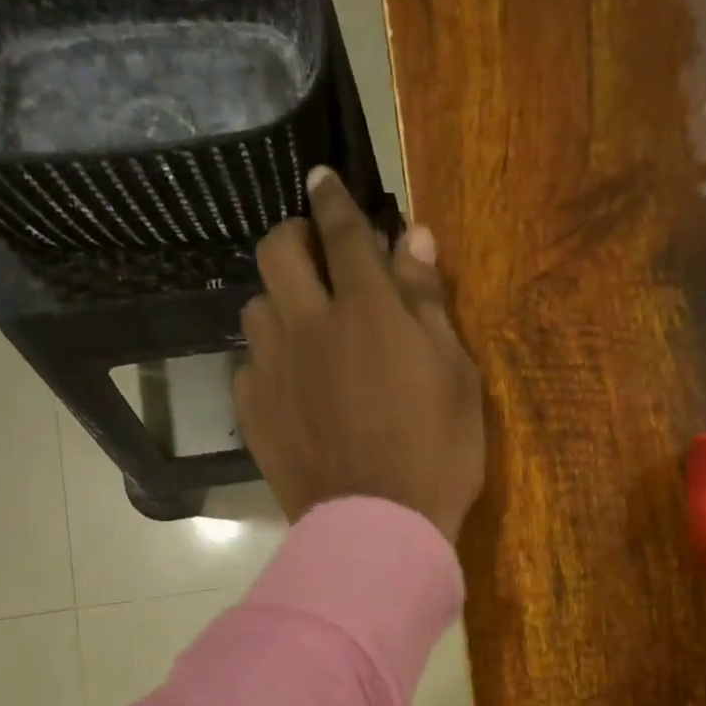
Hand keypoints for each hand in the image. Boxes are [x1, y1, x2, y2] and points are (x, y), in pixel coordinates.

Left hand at [235, 169, 484, 541]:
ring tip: (303, 325)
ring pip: (256, 306)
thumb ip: (428, 303)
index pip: (344, 232)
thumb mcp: (455, 376)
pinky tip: (291, 386)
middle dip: (294, 236)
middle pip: (278, 251)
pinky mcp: (254, 410)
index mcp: (367, 311)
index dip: (334, 198)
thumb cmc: (437, 454)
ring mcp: (274, 369)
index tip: (322, 177)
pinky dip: (269, 361)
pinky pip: (249, 365)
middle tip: (315, 253)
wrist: (379, 528)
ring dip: (279, 301)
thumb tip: (413, 236)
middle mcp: (310, 325)